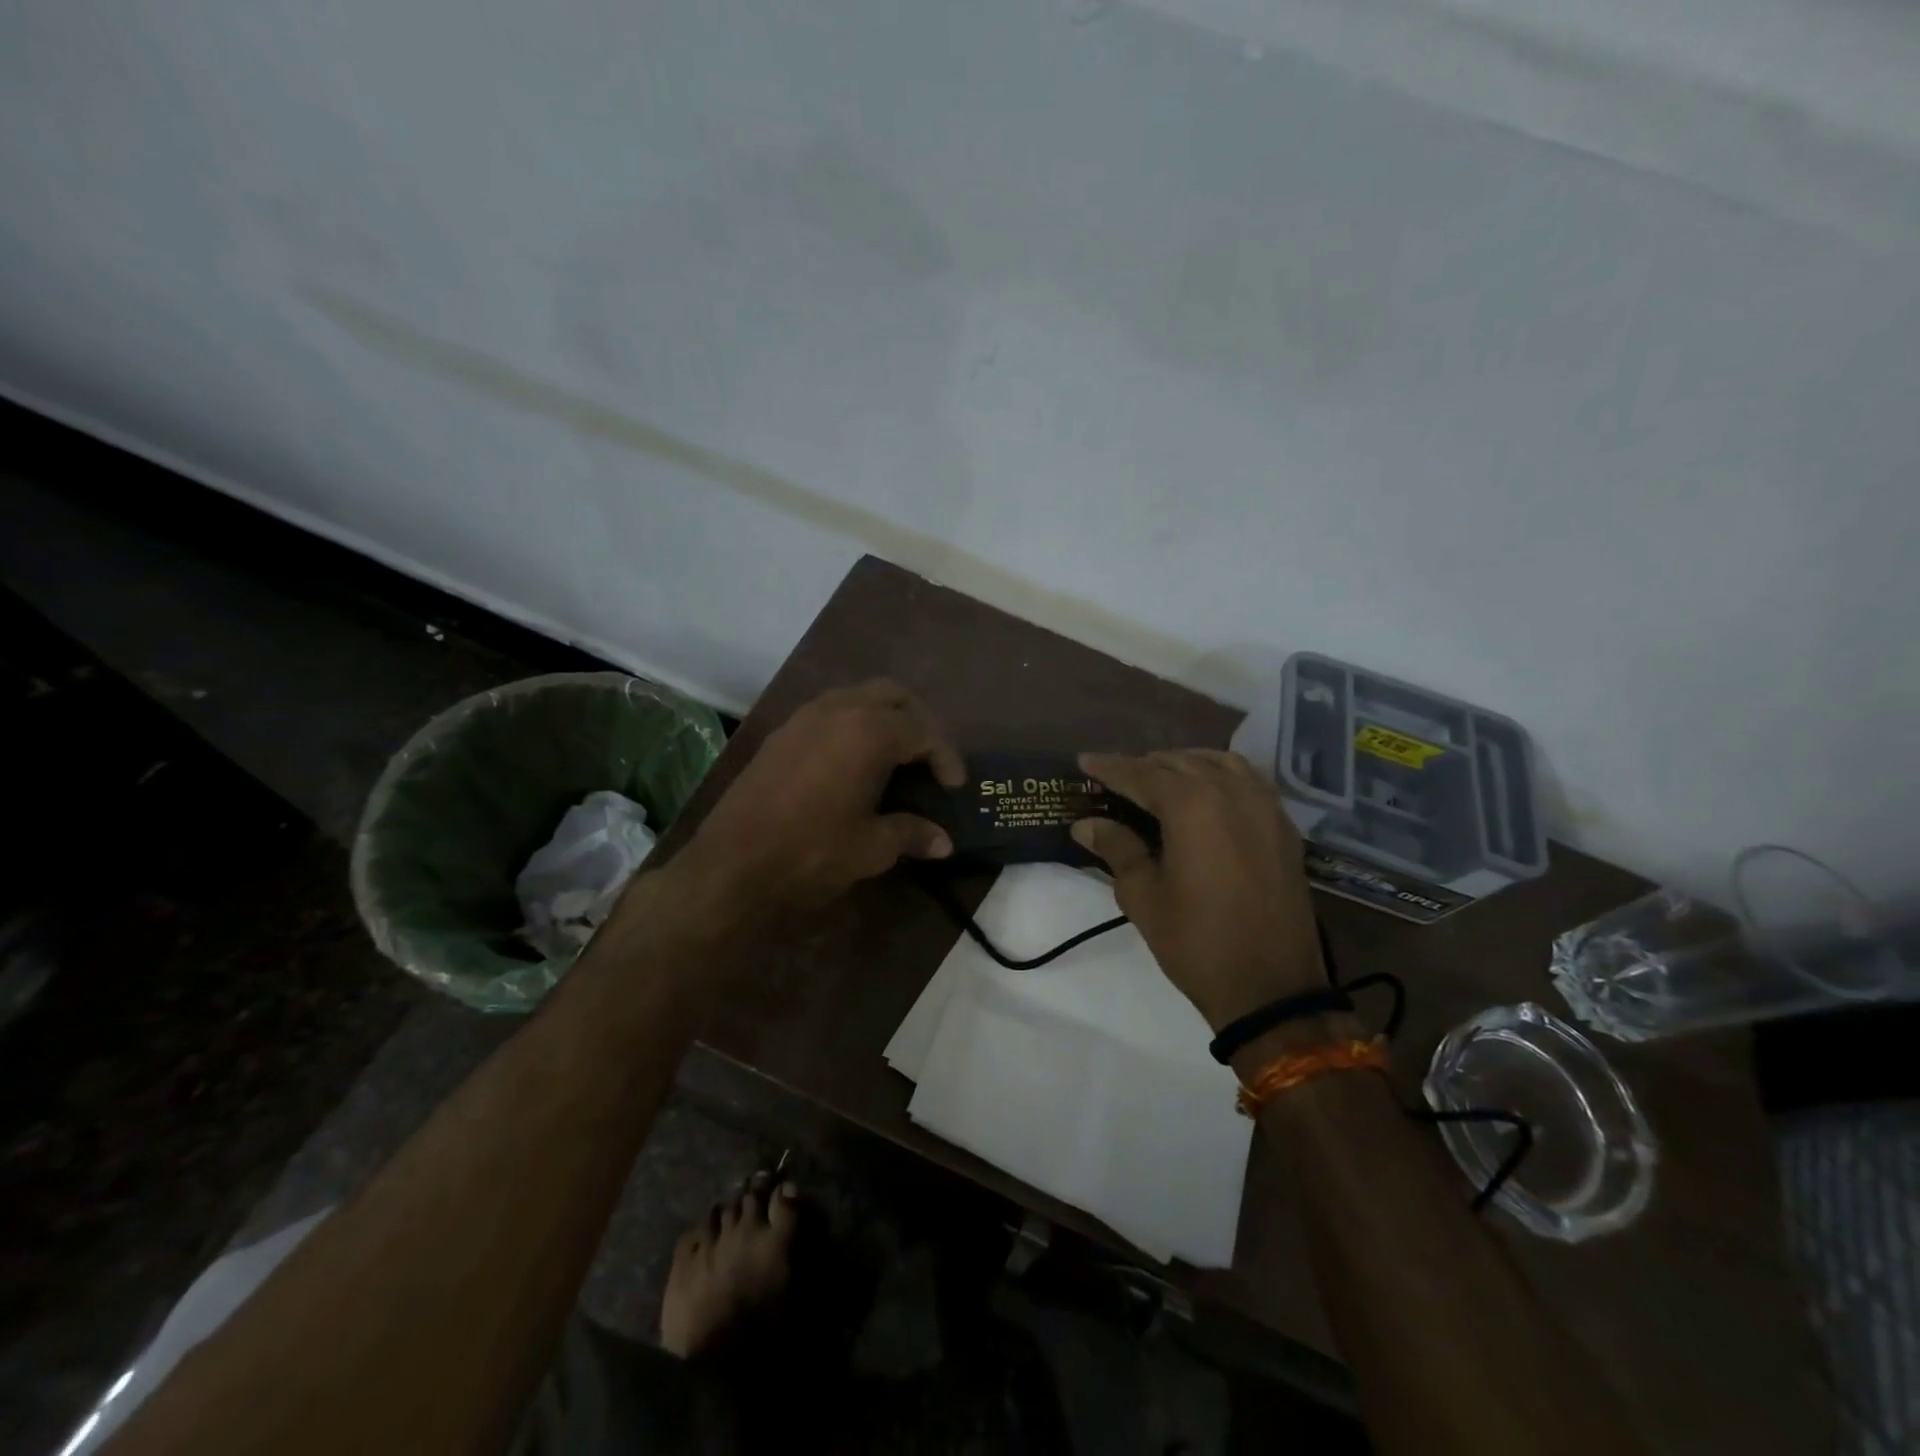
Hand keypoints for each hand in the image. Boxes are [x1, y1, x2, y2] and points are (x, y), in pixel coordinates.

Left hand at [682, 680, 963, 913]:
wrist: (730, 867)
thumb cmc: (811, 853)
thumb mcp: (871, 847)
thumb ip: (911, 833)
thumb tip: (943, 842)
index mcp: (869, 732)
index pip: (923, 730)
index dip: (946, 756)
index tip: (955, 786)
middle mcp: (838, 710)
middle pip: (894, 695)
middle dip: (919, 720)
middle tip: (929, 757)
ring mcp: (804, 717)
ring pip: (858, 696)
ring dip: (884, 717)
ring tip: (896, 756)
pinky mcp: (781, 733)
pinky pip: (830, 711)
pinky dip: (853, 724)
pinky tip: (854, 762)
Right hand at [1072, 749, 1324, 1030]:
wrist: (1271, 987)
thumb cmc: (1196, 942)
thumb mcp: (1143, 897)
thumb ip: (1117, 848)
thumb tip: (1086, 823)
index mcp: (1191, 805)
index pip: (1141, 773)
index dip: (1109, 767)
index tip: (1084, 760)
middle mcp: (1230, 792)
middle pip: (1179, 762)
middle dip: (1144, 766)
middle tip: (1116, 780)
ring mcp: (1264, 805)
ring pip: (1218, 762)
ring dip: (1184, 765)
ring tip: (1160, 781)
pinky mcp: (1283, 826)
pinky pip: (1248, 780)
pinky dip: (1220, 775)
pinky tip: (1206, 793)